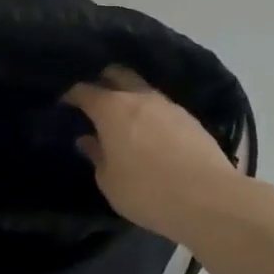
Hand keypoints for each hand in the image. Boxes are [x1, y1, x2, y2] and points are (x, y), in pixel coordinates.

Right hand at [64, 66, 262, 241]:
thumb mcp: (110, 181)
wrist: (209, 200)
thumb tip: (89, 139)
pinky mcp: (191, 119)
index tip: (65, 104)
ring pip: (143, 90)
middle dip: (103, 81)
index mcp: (112, 109)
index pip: (85, 90)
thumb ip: (97, 156)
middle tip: (95, 100)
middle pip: (117, 74)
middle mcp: (140, 97)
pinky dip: (151, 114)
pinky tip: (151, 133)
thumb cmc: (147, 192)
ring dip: (130, 98)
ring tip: (124, 119)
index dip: (72, 95)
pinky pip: (162, 108)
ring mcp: (169, 105)